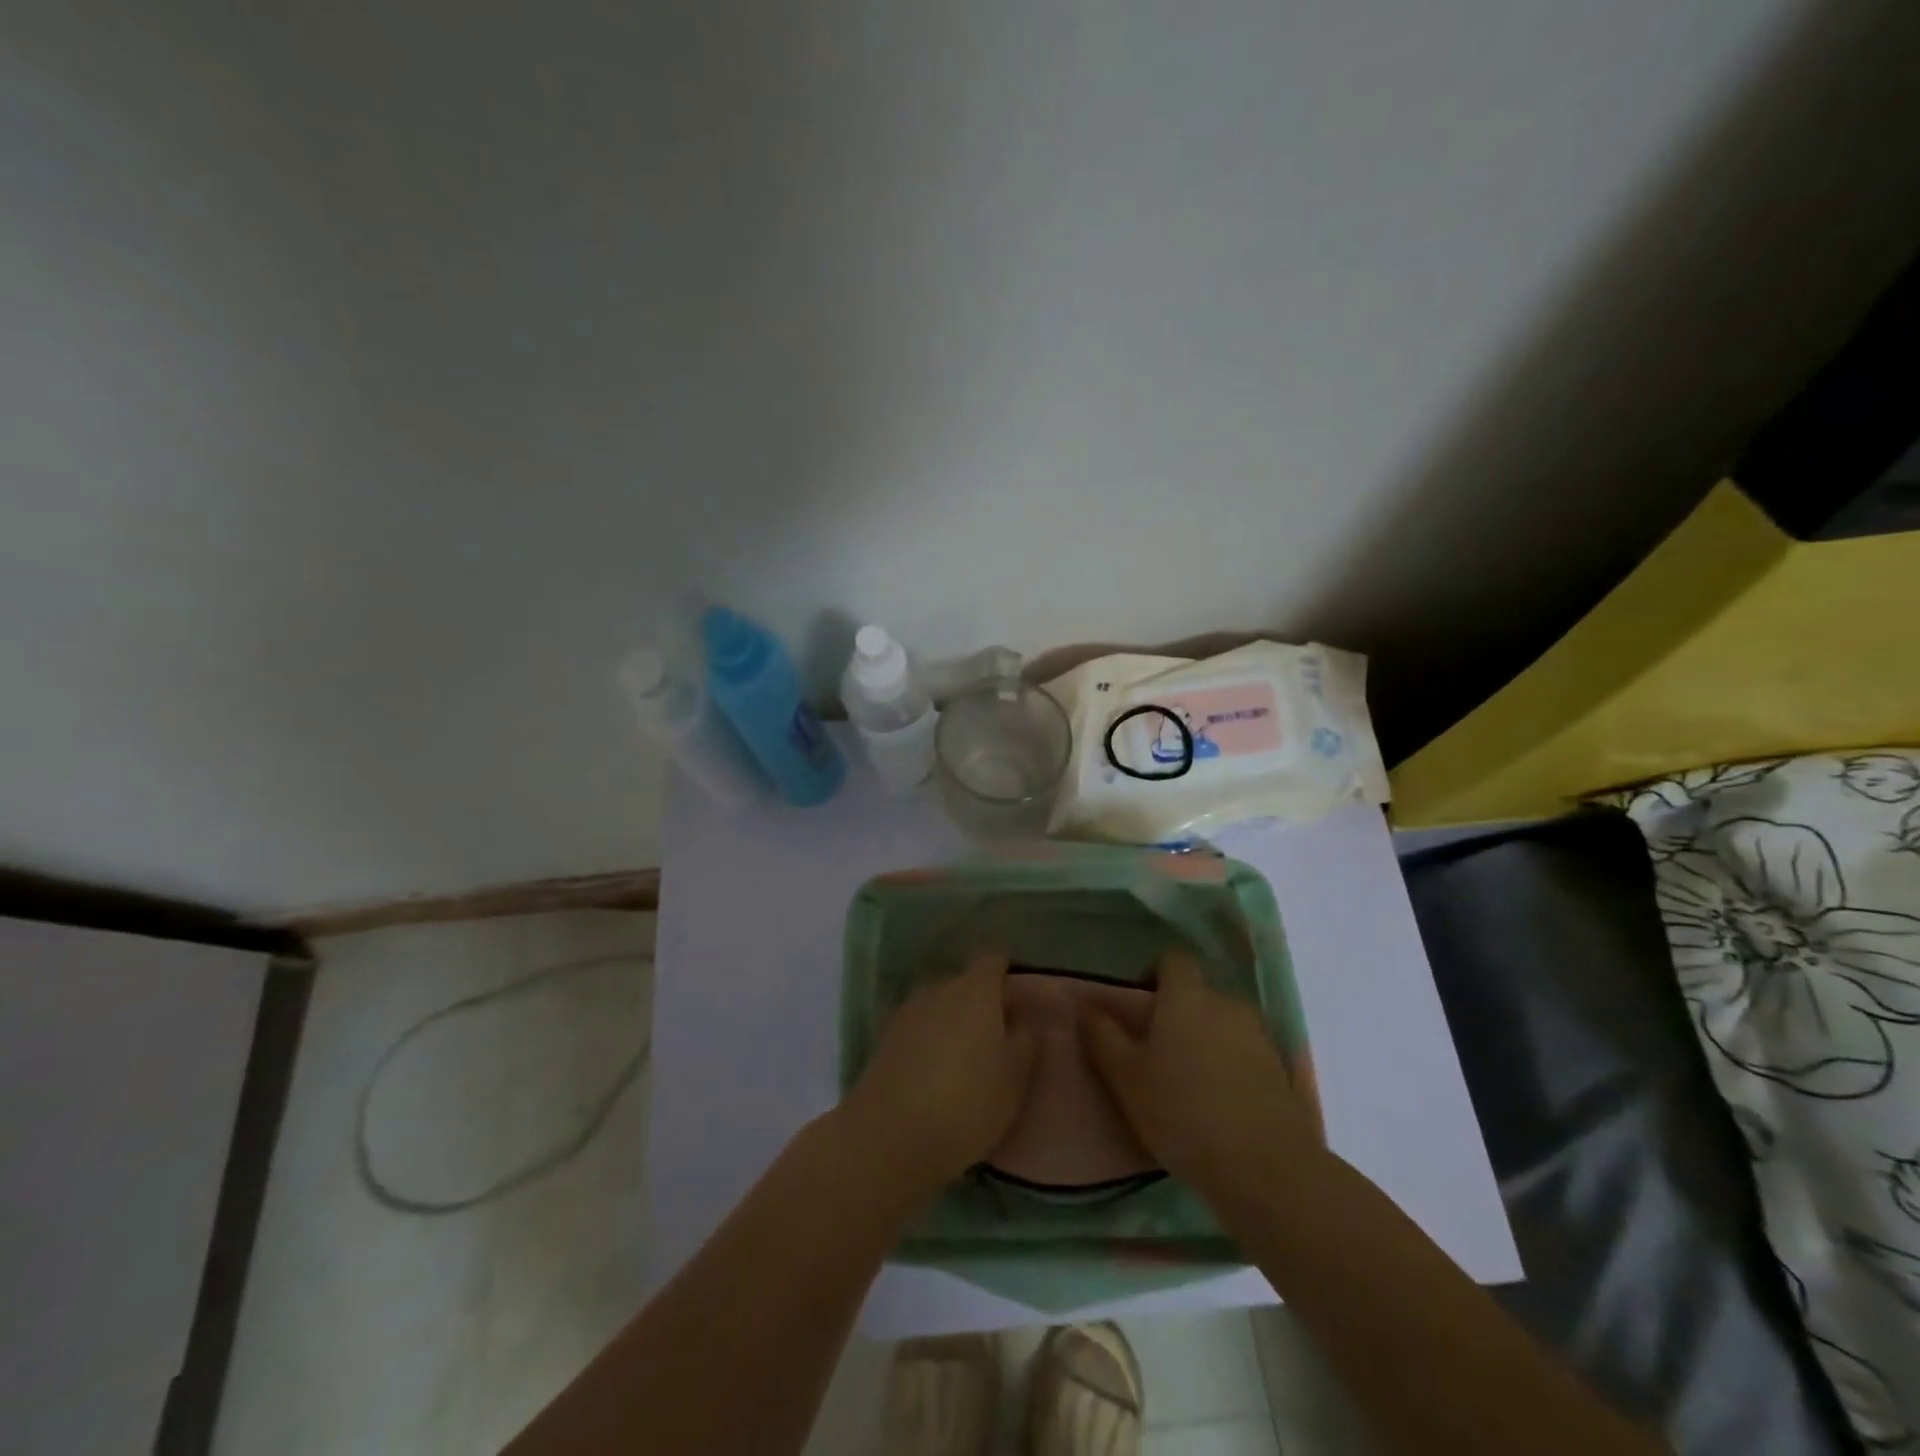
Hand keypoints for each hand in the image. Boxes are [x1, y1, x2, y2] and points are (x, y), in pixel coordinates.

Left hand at [839, 951, 1037, 1200]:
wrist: (889, 1136)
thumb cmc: (967, 1103)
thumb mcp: (1014, 1078)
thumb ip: (1026, 1041)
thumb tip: (1025, 1019)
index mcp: (975, 990)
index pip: (993, 961)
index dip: (1008, 974)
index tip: (1020, 1001)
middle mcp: (939, 989)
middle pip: (966, 984)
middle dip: (982, 1003)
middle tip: (1000, 1039)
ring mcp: (908, 1012)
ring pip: (940, 1007)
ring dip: (954, 1024)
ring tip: (969, 1061)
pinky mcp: (886, 1039)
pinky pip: (919, 1030)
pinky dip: (931, 1043)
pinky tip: (938, 1075)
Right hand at [1082, 951, 1317, 1199]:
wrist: (1265, 1167)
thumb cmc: (1182, 1111)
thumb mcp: (1126, 1077)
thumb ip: (1103, 1035)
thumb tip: (1087, 1005)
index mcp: (1186, 996)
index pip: (1172, 960)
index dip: (1154, 975)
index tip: (1139, 1007)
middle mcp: (1226, 1003)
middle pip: (1199, 994)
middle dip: (1180, 1014)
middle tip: (1158, 1053)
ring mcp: (1260, 1037)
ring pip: (1225, 1026)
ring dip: (1208, 1042)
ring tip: (1190, 1083)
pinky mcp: (1282, 1072)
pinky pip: (1248, 1056)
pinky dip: (1233, 1069)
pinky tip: (1221, 1107)